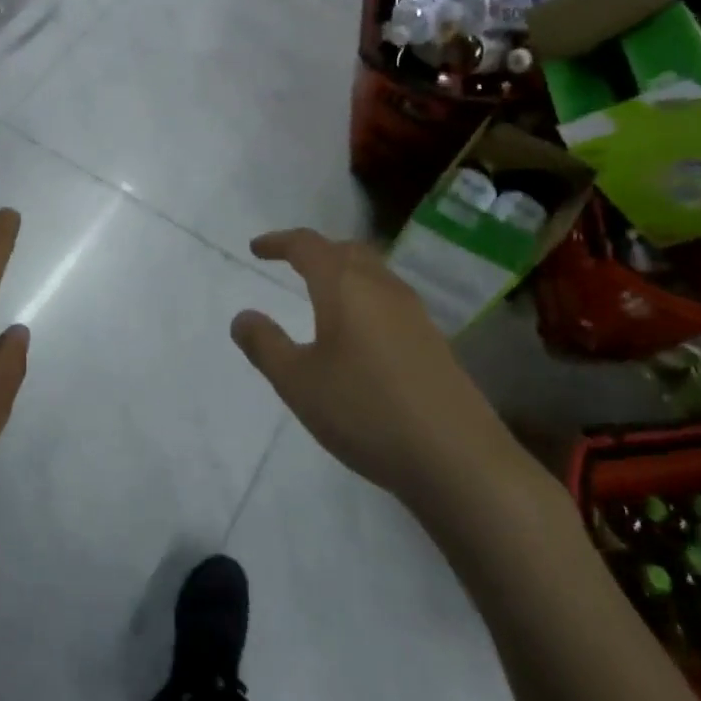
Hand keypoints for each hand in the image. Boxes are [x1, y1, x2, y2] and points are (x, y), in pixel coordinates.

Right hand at [230, 228, 527, 507]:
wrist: (457, 458)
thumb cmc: (365, 410)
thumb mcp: (298, 382)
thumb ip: (265, 345)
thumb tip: (243, 316)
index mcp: (344, 285)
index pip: (307, 245)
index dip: (279, 242)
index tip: (257, 248)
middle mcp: (382, 287)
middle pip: (346, 250)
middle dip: (315, 251)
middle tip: (290, 263)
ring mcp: (414, 312)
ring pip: (373, 272)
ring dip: (343, 272)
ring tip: (322, 294)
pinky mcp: (433, 340)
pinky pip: (389, 299)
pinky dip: (364, 297)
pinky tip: (359, 333)